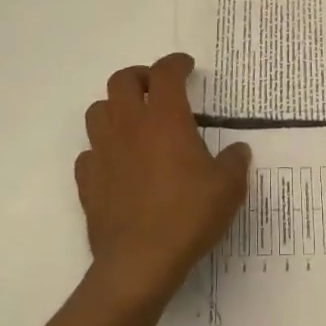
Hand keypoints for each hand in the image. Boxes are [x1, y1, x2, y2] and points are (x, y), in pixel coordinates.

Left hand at [75, 53, 249, 308]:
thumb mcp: (228, 188)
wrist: (139, 263)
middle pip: (122, 80)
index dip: (176, 63)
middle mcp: (129, 125)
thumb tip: (238, 150)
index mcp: (165, 118)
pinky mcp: (88, 180)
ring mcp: (103, 152)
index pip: (165, 72)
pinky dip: (102, 150)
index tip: (187, 66)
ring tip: (133, 122)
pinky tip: (117, 164)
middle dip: (140, 77)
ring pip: (97, 110)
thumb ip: (235, 162)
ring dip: (114, 108)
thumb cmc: (188, 216)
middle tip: (156, 88)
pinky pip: (88, 152)